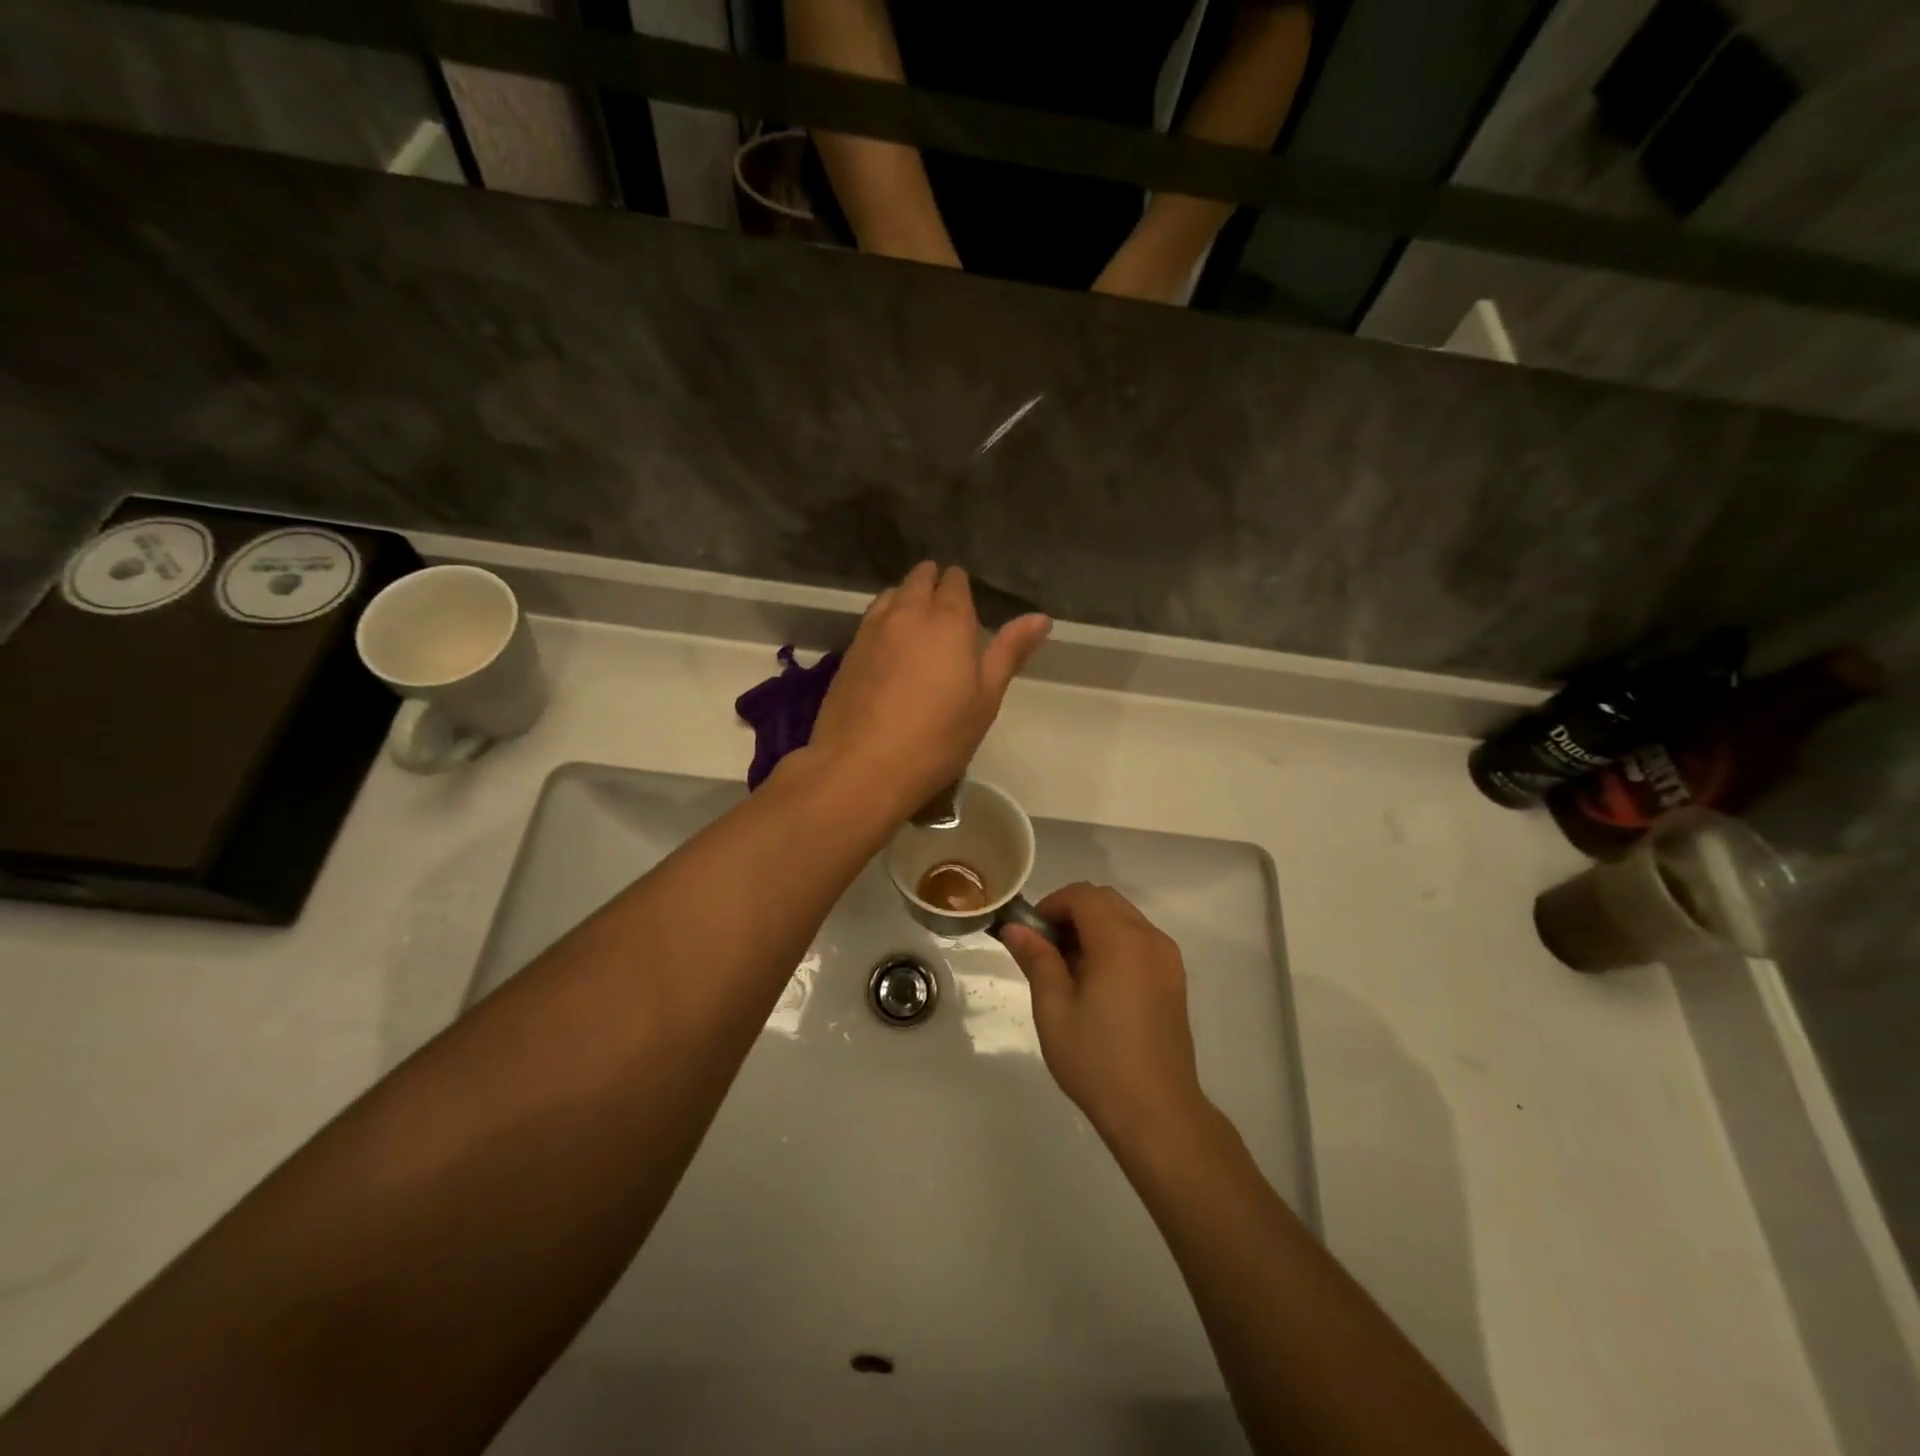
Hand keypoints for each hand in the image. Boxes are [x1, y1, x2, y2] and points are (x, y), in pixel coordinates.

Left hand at [807, 562, 1049, 814]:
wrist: (861, 767)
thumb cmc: (936, 738)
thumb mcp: (985, 699)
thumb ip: (1009, 652)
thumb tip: (1041, 617)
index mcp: (947, 621)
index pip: (954, 583)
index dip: (960, 586)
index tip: (966, 601)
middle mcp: (906, 614)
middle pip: (918, 580)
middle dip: (932, 582)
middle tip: (944, 605)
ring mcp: (871, 631)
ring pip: (890, 596)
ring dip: (904, 597)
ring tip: (915, 620)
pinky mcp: (847, 653)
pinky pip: (870, 620)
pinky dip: (883, 620)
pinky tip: (888, 646)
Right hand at [1002, 883, 1210, 1147]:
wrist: (1157, 1112)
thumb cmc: (1097, 1060)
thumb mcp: (1053, 1008)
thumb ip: (1036, 959)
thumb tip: (1015, 928)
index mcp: (1121, 941)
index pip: (1082, 895)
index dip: (1051, 904)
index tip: (1031, 935)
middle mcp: (1150, 939)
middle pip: (1105, 901)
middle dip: (1071, 913)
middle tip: (1045, 950)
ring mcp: (1167, 959)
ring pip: (1123, 919)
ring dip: (1092, 928)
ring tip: (1068, 971)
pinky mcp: (1174, 979)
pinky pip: (1139, 941)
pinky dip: (1113, 944)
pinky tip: (1096, 984)